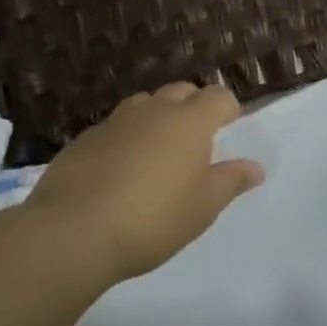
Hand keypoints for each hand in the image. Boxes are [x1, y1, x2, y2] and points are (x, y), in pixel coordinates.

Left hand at [16, 82, 263, 293]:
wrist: (70, 234)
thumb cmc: (151, 219)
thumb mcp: (203, 208)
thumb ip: (231, 181)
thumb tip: (256, 167)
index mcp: (189, 122)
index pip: (218, 96)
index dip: (228, 108)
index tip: (229, 127)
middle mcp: (154, 111)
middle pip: (181, 91)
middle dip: (193, 106)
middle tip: (196, 139)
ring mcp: (115, 122)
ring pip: (144, 104)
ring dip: (157, 117)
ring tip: (157, 151)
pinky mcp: (83, 140)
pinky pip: (114, 127)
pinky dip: (125, 138)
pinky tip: (119, 170)